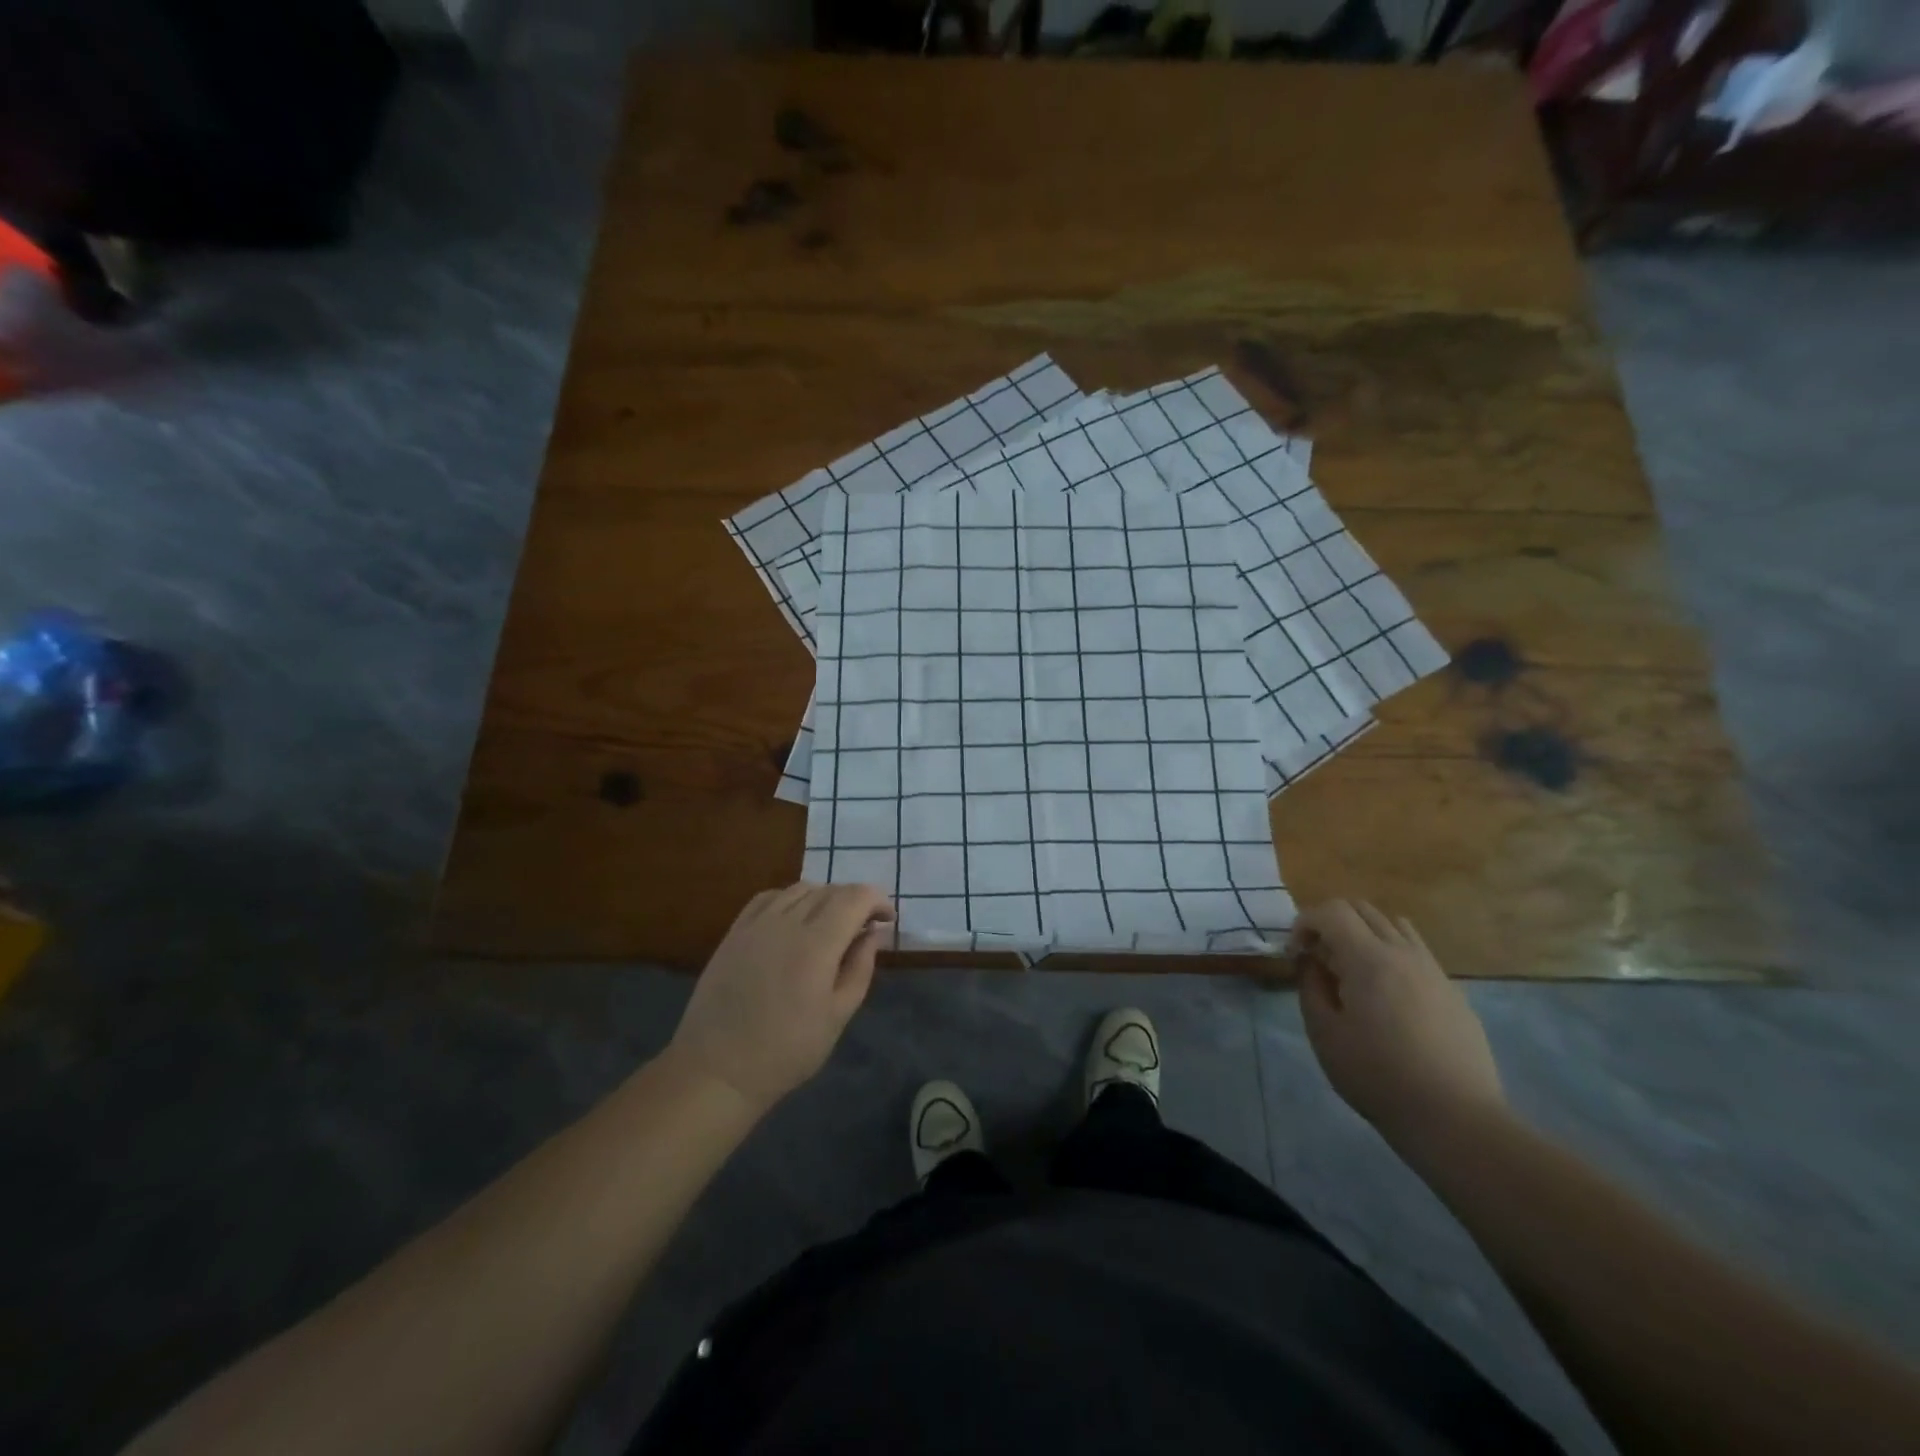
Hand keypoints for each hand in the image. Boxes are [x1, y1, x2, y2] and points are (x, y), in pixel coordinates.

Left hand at [667, 882, 893, 1112]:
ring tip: (831, 924)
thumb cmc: (786, 1051)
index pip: (855, 897)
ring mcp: (756, 924)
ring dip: (825, 898)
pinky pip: (769, 898)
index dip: (877, 901)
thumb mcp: (837, 1016)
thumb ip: (860, 968)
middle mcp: (786, 922)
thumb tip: (873, 934)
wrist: (717, 1069)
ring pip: (800, 889)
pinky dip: (791, 899)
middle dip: (855, 901)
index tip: (887, 921)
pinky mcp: (735, 932)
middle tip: (864, 928)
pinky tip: (795, 920)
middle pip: (830, 890)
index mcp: (817, 944)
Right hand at [1289, 901, 1506, 1149]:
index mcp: (1369, 959)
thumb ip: (1310, 987)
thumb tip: (1310, 962)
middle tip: (1318, 958)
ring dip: (1363, 934)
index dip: (1304, 922)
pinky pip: (1416, 952)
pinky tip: (1386, 995)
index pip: (1331, 910)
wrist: (1456, 1119)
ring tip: (1352, 971)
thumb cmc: (1378, 1076)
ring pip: (1393, 925)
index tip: (1295, 954)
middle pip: (1362, 909)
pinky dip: (1391, 954)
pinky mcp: (1453, 991)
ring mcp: (1433, 970)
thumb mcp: (1324, 1034)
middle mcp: (1403, 953)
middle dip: (1330, 923)